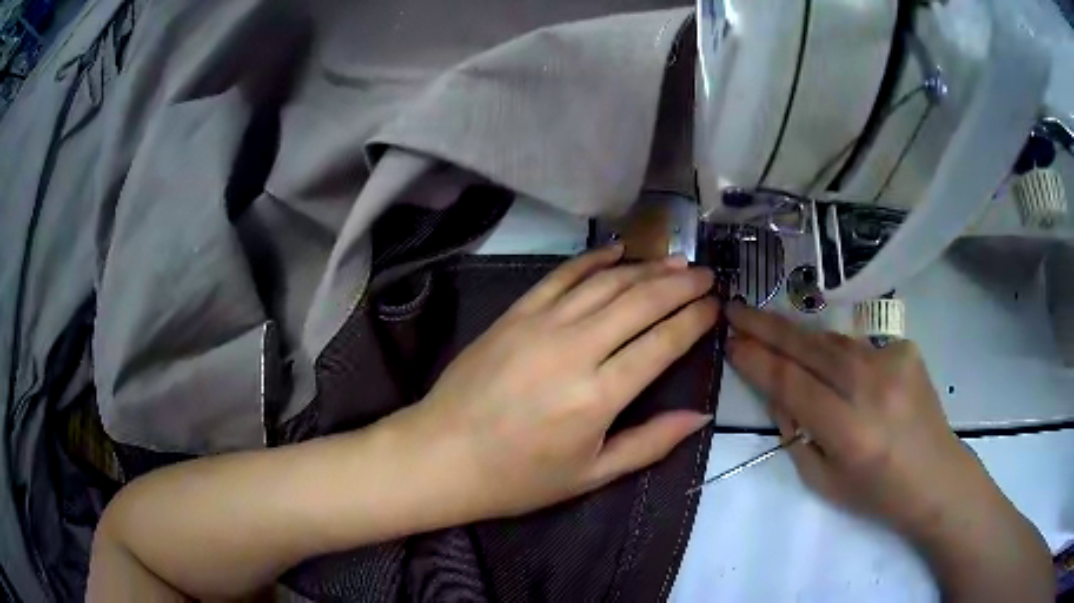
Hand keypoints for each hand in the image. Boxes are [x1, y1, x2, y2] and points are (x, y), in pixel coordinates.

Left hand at [400, 245, 716, 518]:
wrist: (442, 455)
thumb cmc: (518, 478)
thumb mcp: (591, 475)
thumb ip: (650, 443)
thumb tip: (701, 416)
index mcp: (598, 396)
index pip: (662, 343)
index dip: (694, 320)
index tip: (715, 306)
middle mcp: (574, 350)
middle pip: (640, 302)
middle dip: (680, 285)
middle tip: (706, 275)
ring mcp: (540, 325)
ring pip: (605, 283)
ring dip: (645, 268)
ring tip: (675, 261)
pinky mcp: (514, 314)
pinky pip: (560, 276)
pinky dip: (592, 259)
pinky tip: (616, 251)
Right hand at [725, 303, 1052, 600]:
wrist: (935, 476)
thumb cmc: (875, 493)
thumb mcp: (823, 480)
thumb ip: (796, 433)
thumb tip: (776, 391)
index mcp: (849, 431)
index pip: (791, 384)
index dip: (757, 361)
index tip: (730, 342)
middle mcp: (871, 388)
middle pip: (809, 347)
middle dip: (767, 326)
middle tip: (735, 308)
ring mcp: (893, 361)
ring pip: (832, 340)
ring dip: (798, 335)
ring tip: (770, 328)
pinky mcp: (906, 348)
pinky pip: (858, 346)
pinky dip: (837, 352)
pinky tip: (831, 365)